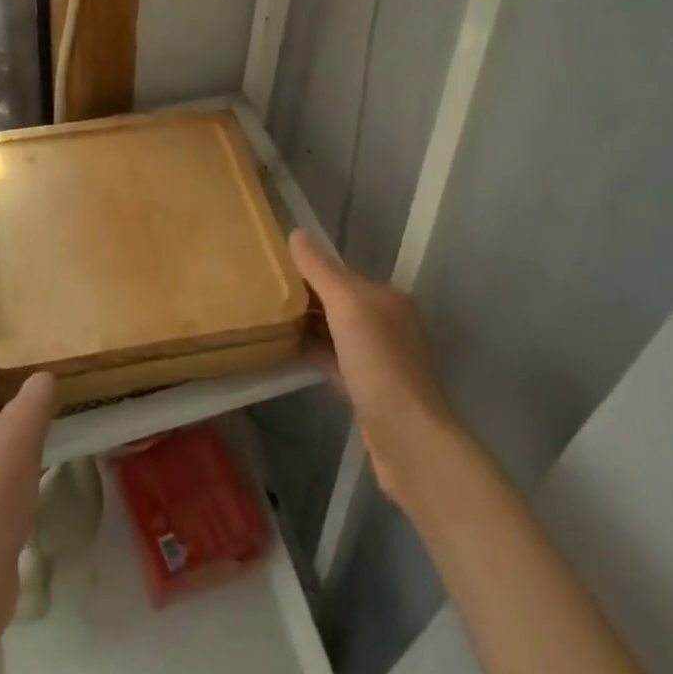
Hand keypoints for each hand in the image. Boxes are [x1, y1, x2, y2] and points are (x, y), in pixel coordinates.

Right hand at [289, 230, 458, 504]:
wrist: (409, 441)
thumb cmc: (379, 364)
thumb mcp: (348, 307)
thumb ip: (321, 270)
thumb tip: (297, 233)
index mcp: (387, 299)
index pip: (341, 274)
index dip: (308, 270)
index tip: (272, 269)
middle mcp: (387, 324)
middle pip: (338, 302)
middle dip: (306, 297)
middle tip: (263, 294)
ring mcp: (379, 360)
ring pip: (335, 333)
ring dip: (308, 325)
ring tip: (268, 319)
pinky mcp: (368, 390)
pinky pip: (334, 361)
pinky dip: (314, 353)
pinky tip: (287, 352)